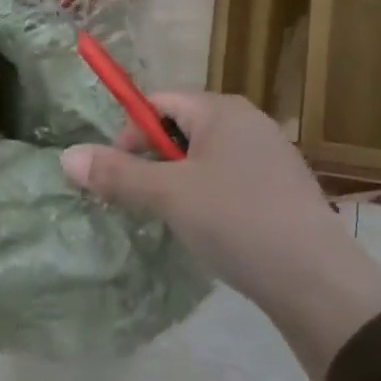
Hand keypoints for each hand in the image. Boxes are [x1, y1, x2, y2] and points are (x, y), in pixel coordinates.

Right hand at [60, 92, 380, 380]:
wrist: (314, 278)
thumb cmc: (235, 221)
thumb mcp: (168, 196)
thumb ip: (118, 174)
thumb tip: (66, 157)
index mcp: (222, 111)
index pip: (159, 102)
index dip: (128, 133)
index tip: (115, 173)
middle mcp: (250, 123)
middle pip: (182, 129)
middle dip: (152, 160)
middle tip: (139, 200)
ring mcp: (271, 156)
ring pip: (205, 158)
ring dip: (178, 182)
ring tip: (170, 219)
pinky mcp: (282, 189)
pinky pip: (229, 180)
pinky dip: (207, 198)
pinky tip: (209, 231)